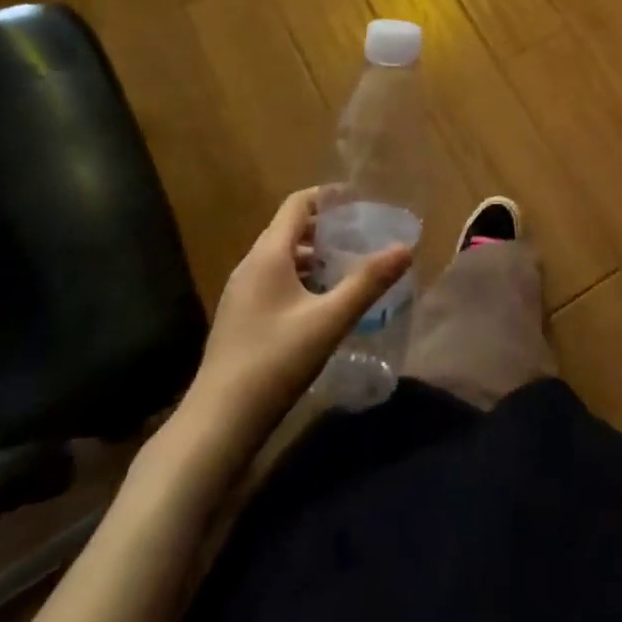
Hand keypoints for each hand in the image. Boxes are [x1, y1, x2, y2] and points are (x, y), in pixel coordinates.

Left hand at [181, 187, 412, 447]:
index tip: (361, 201)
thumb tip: (405, 248)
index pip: (297, 204)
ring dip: (315, 256)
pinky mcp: (240, 320)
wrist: (216, 425)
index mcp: (268, 255)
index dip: (329, 196)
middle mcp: (250, 266)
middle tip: (363, 236)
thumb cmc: (274, 363)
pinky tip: (323, 304)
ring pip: (282, 258)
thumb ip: (368, 282)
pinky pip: (275, 282)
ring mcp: (241, 295)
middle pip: (290, 229)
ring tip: (350, 268)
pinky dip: (302, 279)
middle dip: (327, 228)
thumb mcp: (329, 321)